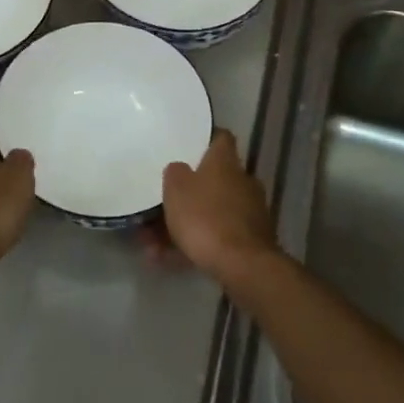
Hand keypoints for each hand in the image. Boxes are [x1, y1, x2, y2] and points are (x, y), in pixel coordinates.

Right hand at [161, 129, 277, 284]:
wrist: (242, 264)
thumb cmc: (205, 217)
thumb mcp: (176, 189)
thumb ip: (175, 173)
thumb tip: (180, 168)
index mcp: (225, 162)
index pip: (220, 138)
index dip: (205, 138)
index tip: (188, 144)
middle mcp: (242, 181)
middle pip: (213, 179)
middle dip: (188, 192)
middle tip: (162, 202)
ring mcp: (250, 211)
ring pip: (210, 211)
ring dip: (184, 224)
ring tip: (152, 243)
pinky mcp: (251, 240)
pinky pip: (216, 235)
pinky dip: (194, 244)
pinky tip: (167, 260)